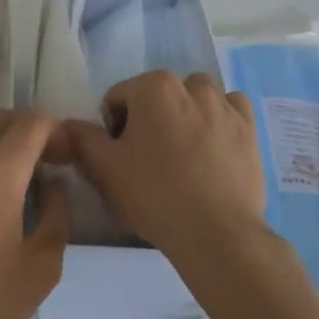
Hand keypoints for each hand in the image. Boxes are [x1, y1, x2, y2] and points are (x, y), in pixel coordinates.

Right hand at [59, 70, 267, 268]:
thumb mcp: (102, 168)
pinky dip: (220, 119)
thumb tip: (68, 125)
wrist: (217, 234)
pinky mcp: (250, 129)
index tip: (120, 160)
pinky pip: (231, 110)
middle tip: (147, 161)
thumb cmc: (154, 194)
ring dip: (185, 115)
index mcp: (154, 86)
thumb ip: (80, 138)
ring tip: (182, 155)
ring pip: (196, 98)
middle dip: (149, 119)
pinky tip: (213, 147)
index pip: (118, 98)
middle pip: (157, 96)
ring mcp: (226, 105)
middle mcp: (192, 85)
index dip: (113, 129)